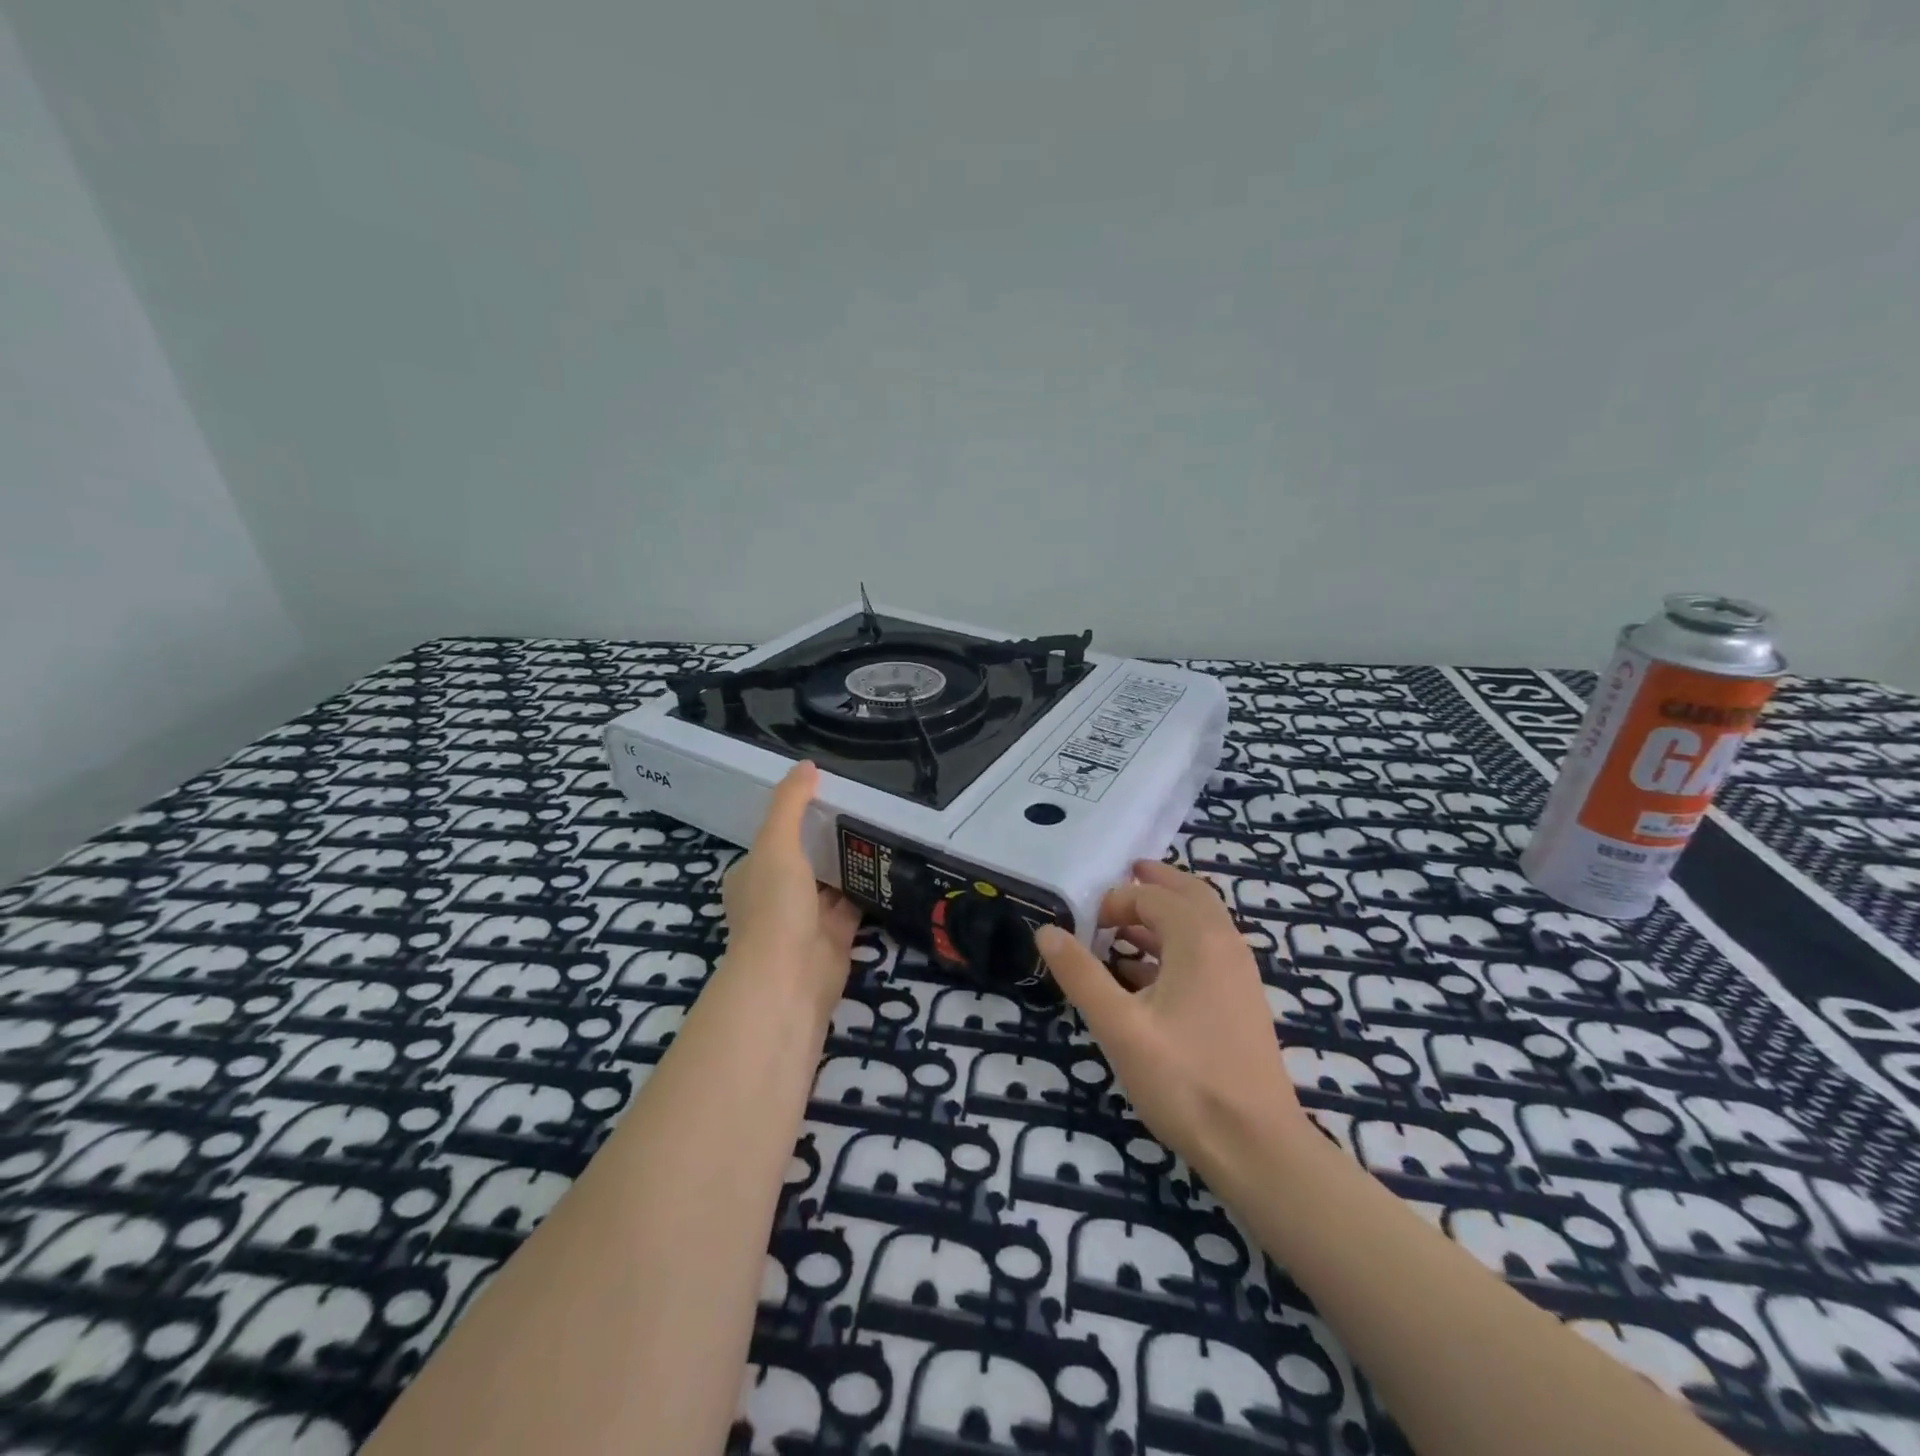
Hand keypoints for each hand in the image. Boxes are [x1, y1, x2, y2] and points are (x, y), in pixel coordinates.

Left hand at [720, 762, 861, 1015]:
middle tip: (863, 807)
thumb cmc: (773, 906)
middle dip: (827, 839)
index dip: (796, 816)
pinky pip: (854, 904)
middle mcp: (777, 895)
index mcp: (753, 874)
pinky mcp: (836, 936)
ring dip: (850, 862)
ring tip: (881, 827)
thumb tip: (806, 765)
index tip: (827, 793)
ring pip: (831, 882)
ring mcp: (806, 918)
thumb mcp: (776, 844)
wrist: (788, 978)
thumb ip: (790, 804)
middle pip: (805, 859)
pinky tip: (889, 865)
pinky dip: (868, 888)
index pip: (775, 837)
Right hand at [1036, 860, 1308, 1182]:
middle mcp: (1225, 945)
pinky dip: (1178, 945)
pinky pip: (1208, 952)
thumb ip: (1081, 974)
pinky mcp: (1242, 1001)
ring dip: (1166, 915)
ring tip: (1126, 927)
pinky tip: (1148, 977)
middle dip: (1155, 884)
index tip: (1087, 926)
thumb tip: (1046, 931)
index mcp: (1198, 940)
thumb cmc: (1183, 1079)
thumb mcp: (1118, 1026)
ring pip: (1203, 923)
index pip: (1153, 897)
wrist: (1256, 1146)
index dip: (1116, 902)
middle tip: (1125, 876)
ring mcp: (1240, 974)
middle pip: (1190, 895)